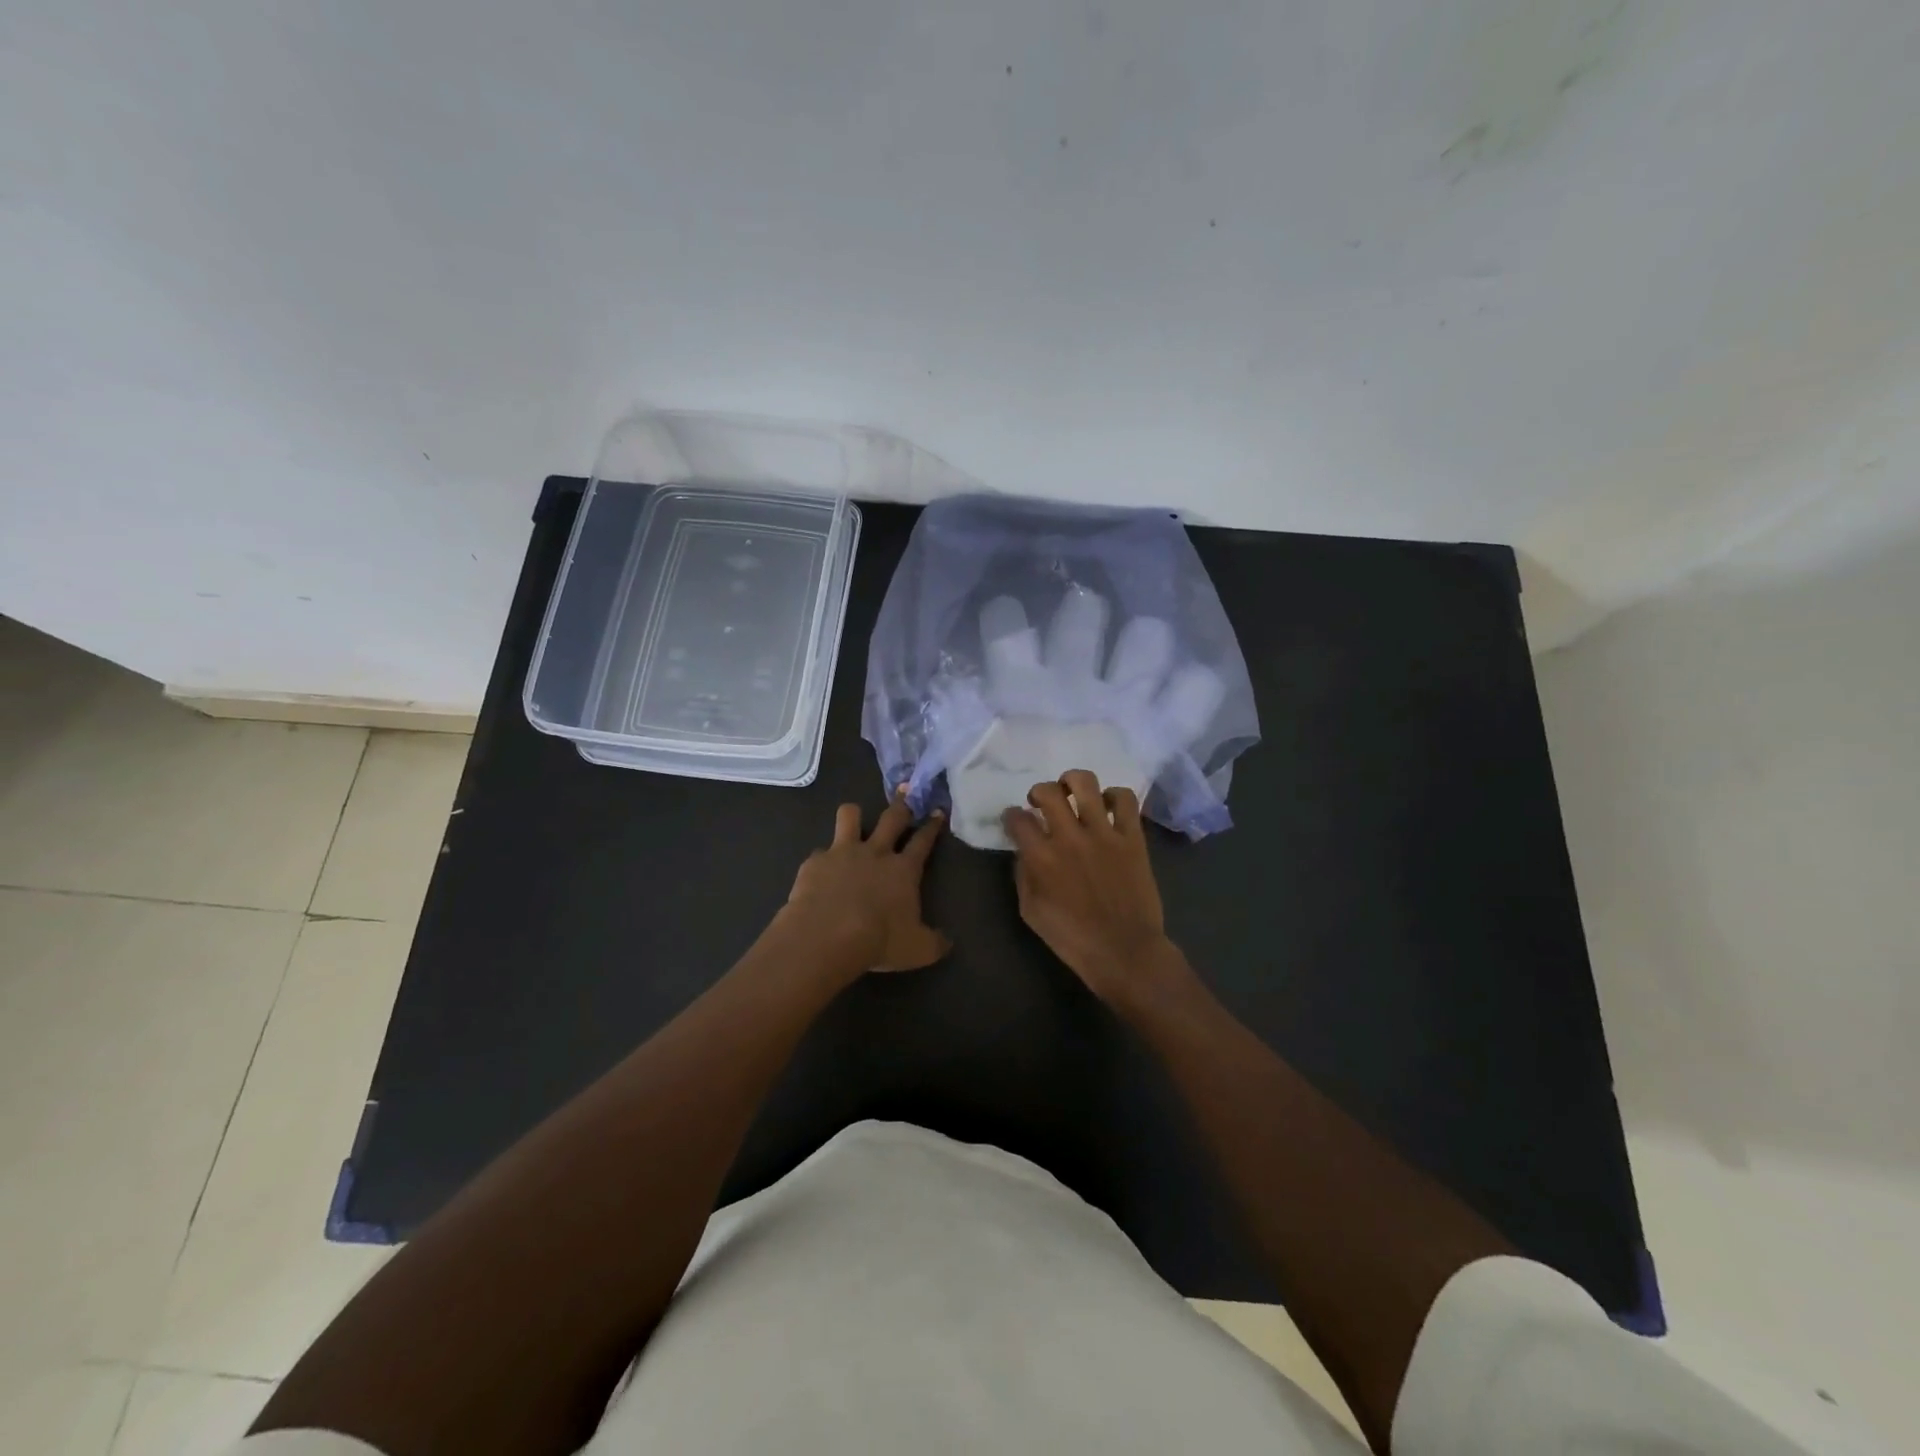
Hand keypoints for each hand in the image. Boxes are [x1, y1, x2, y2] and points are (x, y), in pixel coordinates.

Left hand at [782, 792, 950, 973]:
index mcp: (903, 870)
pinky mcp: (815, 861)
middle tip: (904, 794)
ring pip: (850, 815)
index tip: (937, 812)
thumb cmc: (879, 940)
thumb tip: (947, 943)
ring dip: (854, 815)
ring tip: (854, 819)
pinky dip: (823, 859)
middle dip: (900, 805)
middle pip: (892, 818)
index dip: (932, 826)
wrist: (827, 935)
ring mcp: (842, 852)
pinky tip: (821, 871)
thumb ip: (934, 943)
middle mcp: (875, 852)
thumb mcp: (918, 950)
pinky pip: (820, 852)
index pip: (923, 841)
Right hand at [1002, 770, 1188, 1007]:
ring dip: (1073, 781)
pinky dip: (1115, 795)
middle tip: (1040, 802)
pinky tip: (1108, 806)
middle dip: (1038, 792)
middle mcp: (1069, 838)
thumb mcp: (1031, 912)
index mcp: (1041, 858)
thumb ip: (1023, 875)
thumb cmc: (1073, 939)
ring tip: (1072, 791)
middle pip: (1048, 792)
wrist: (1124, 951)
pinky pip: (1125, 800)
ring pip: (1085, 783)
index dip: (1011, 815)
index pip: (1017, 819)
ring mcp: (1104, 834)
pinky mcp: (1132, 838)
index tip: (1014, 820)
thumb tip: (1024, 851)